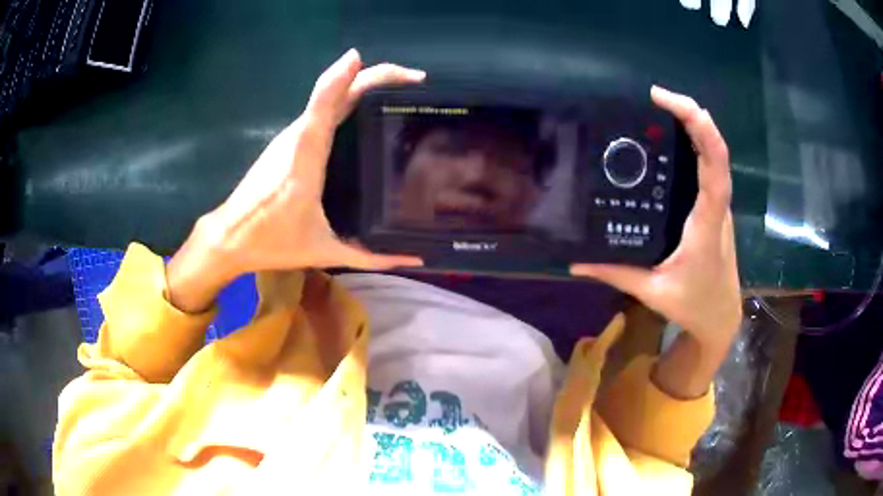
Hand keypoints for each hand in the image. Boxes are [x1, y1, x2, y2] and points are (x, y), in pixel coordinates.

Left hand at [204, 49, 424, 277]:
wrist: (228, 237)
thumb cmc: (272, 243)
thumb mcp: (325, 251)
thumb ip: (371, 256)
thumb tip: (414, 260)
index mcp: (305, 161)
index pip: (327, 107)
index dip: (349, 79)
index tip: (384, 67)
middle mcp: (297, 139)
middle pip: (338, 92)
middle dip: (377, 76)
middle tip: (416, 80)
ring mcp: (291, 136)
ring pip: (331, 97)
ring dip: (365, 83)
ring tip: (402, 89)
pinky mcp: (289, 140)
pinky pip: (323, 108)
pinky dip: (349, 96)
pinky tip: (370, 105)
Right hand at [572, 86, 740, 352]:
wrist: (721, 317)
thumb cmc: (693, 305)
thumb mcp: (654, 291)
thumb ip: (616, 273)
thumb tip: (576, 262)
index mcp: (706, 224)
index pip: (714, 169)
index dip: (700, 130)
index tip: (668, 103)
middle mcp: (717, 207)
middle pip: (716, 152)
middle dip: (692, 115)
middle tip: (656, 96)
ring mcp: (719, 207)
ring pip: (715, 157)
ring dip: (694, 125)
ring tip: (660, 107)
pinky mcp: (715, 209)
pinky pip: (710, 169)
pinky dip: (696, 144)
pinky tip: (672, 138)